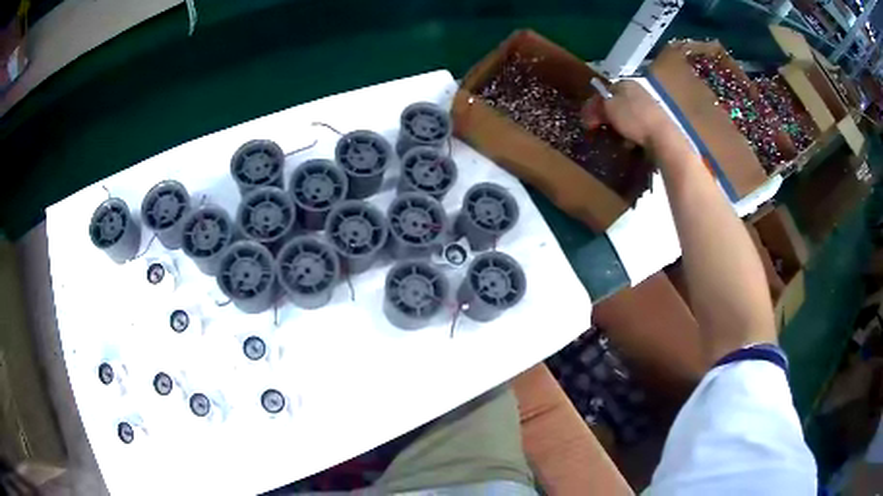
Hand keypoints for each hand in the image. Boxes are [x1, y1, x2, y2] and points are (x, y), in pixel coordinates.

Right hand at [581, 80, 675, 148]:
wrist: (663, 138)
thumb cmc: (634, 118)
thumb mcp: (609, 107)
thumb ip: (597, 104)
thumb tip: (592, 108)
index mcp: (626, 83)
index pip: (603, 90)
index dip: (593, 104)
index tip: (587, 119)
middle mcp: (637, 91)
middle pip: (614, 103)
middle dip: (604, 116)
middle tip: (596, 130)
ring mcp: (648, 107)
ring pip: (624, 116)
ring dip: (616, 127)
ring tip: (614, 138)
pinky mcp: (655, 123)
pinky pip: (636, 127)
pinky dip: (630, 134)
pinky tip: (629, 143)